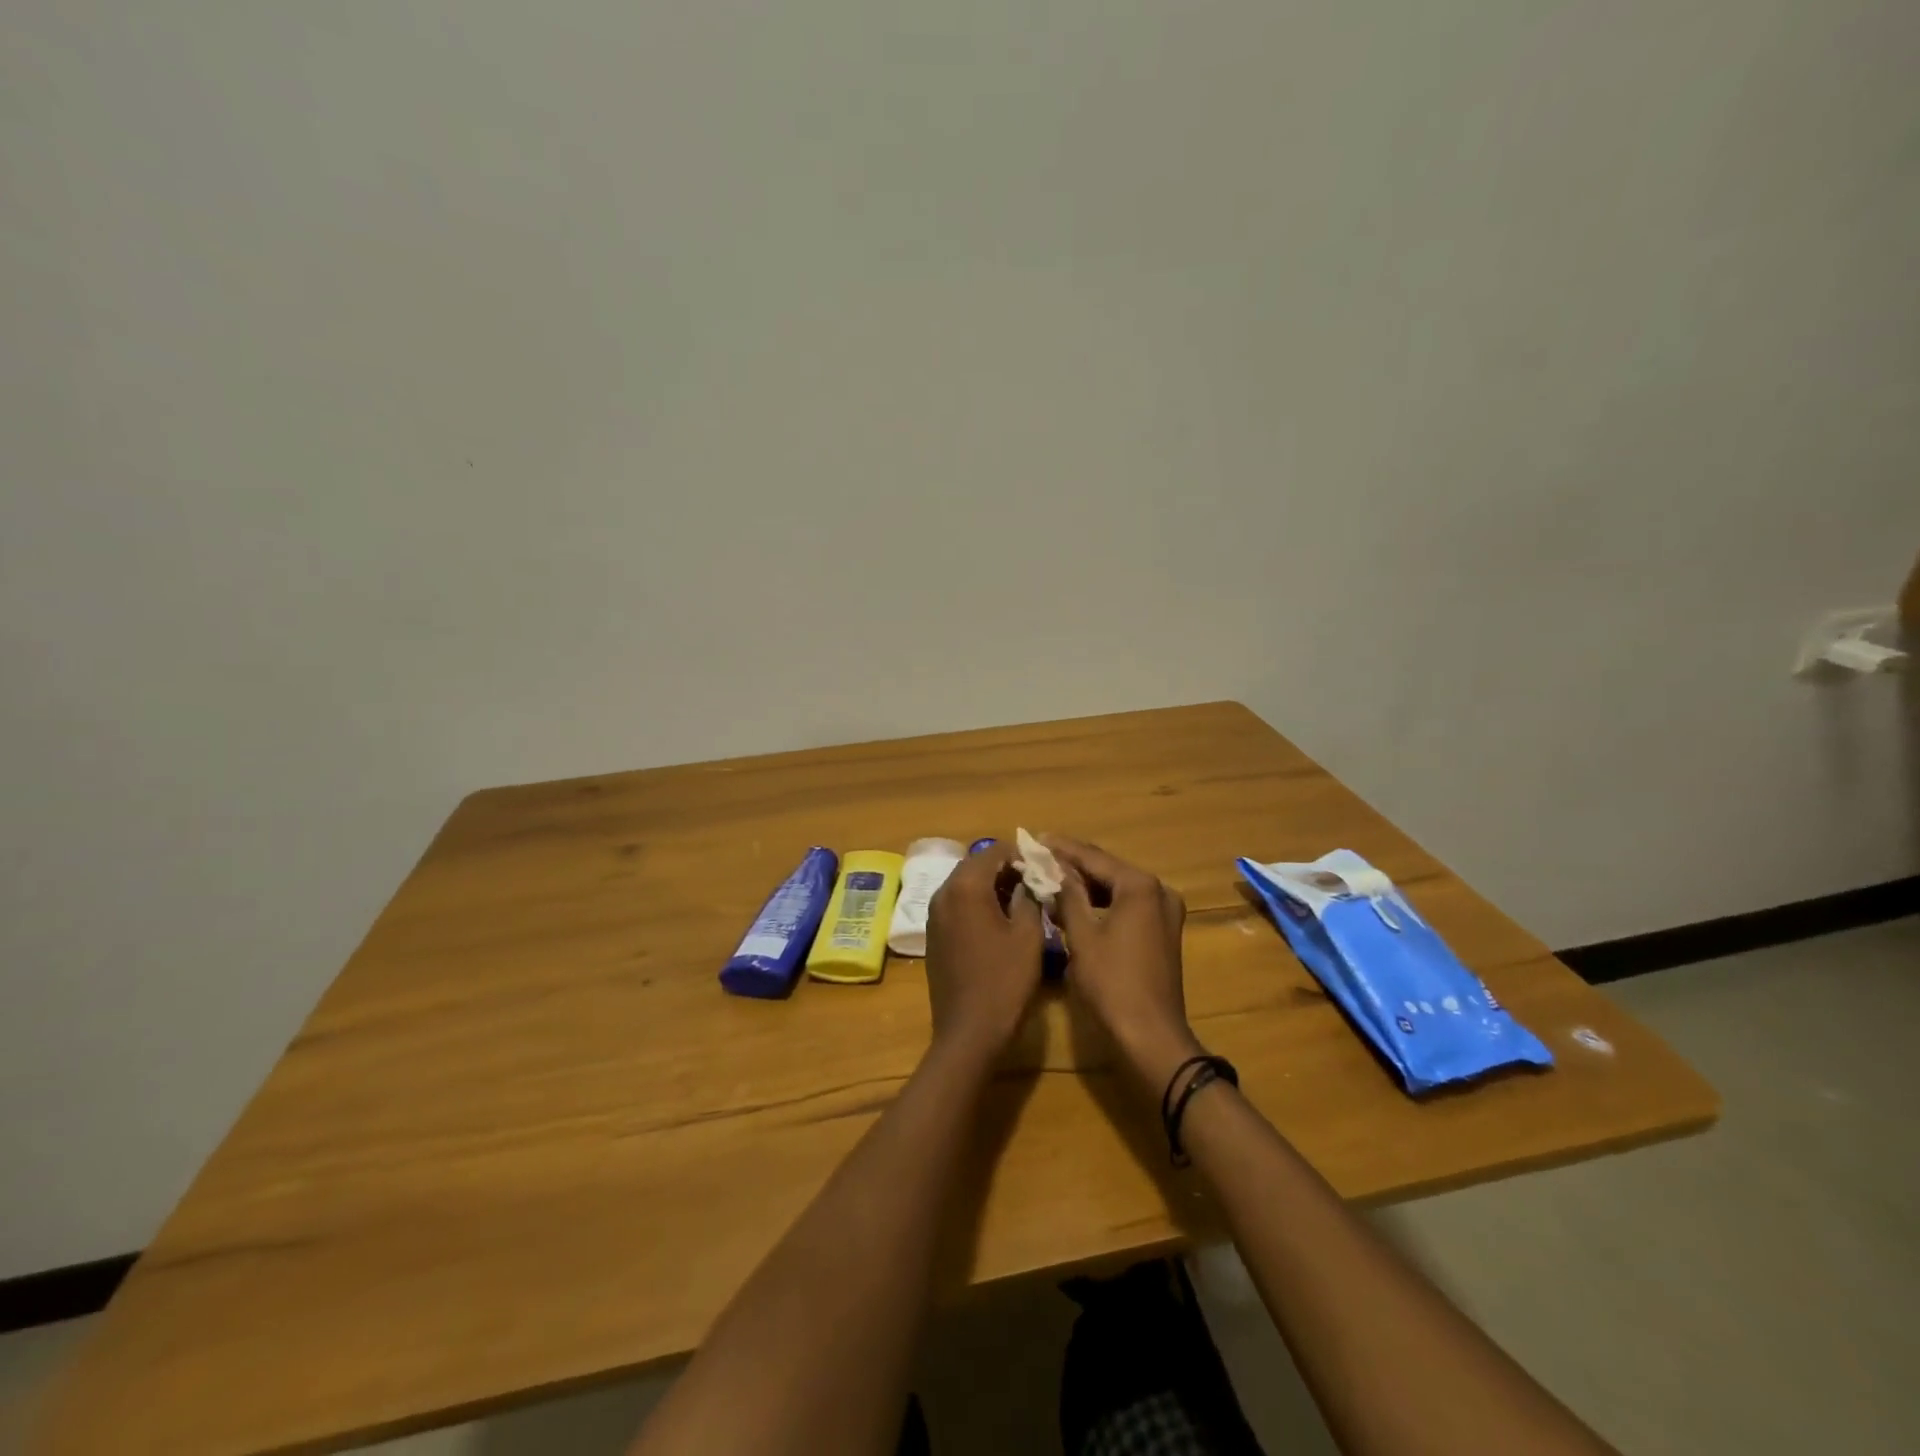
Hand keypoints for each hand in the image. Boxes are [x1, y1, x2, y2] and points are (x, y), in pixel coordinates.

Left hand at [923, 843, 1044, 1062]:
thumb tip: (1029, 880)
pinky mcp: (933, 936)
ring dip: (991, 886)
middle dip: (1005, 869)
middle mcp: (943, 893)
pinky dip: (976, 904)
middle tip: (1035, 884)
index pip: (994, 851)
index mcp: (966, 887)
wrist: (968, 1032)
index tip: (1043, 868)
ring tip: (1021, 902)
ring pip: (965, 885)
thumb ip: (1030, 897)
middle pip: (976, 865)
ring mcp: (934, 915)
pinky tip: (998, 922)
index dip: (1021, 855)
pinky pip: (956, 905)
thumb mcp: (1029, 936)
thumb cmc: (1004, 981)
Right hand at [1045, 837, 1201, 1094]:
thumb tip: (1054, 869)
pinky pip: (1127, 906)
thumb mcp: (1082, 936)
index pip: (1094, 858)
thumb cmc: (1112, 983)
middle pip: (1108, 869)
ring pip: (1117, 888)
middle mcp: (1158, 891)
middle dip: (1073, 864)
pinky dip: (1101, 903)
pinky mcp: (1162, 932)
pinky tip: (1075, 902)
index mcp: (1140, 886)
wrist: (1150, 1036)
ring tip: (1051, 876)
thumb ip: (1068, 895)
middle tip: (1039, 855)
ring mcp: (1164, 912)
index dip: (1062, 849)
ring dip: (1086, 884)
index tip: (1035, 838)